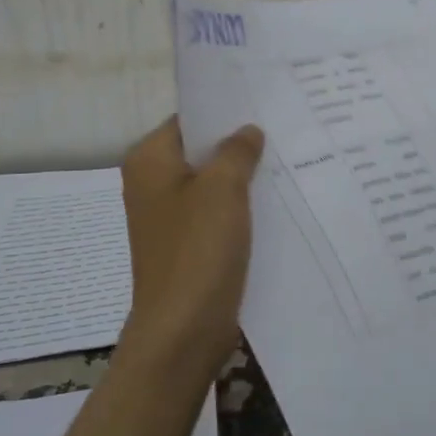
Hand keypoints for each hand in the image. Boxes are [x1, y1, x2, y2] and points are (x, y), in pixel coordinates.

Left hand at [118, 116, 264, 382]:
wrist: (183, 330)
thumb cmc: (197, 249)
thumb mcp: (223, 188)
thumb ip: (237, 151)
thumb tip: (247, 131)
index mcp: (149, 161)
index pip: (189, 119)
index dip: (225, 112)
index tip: (264, 104)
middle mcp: (152, 183)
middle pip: (200, 151)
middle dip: (238, 144)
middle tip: (283, 130)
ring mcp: (169, 217)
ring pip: (212, 183)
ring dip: (243, 177)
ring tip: (286, 161)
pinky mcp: (187, 244)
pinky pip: (216, 213)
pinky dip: (240, 206)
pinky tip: (275, 201)